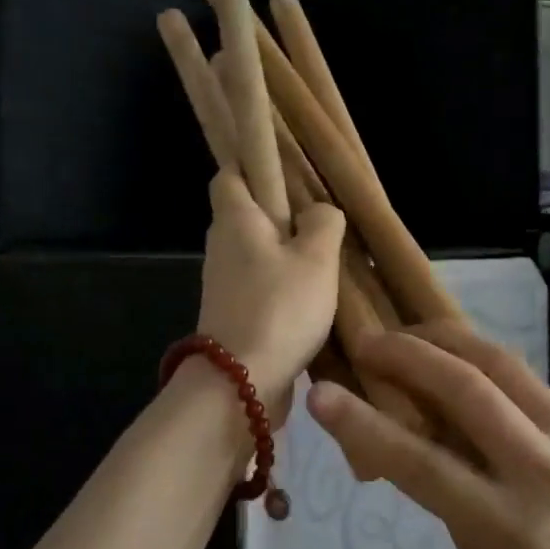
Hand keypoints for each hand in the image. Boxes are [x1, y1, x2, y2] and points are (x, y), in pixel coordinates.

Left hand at [195, 169, 345, 419]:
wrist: (240, 383)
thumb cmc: (279, 308)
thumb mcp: (315, 258)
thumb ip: (323, 223)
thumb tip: (319, 212)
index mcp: (235, 220)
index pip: (228, 175)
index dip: (251, 165)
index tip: (285, 170)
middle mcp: (222, 246)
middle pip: (246, 214)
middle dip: (280, 214)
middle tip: (321, 220)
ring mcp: (225, 284)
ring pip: (257, 253)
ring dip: (286, 254)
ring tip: (327, 261)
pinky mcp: (234, 315)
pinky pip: (261, 286)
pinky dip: (283, 286)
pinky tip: (315, 299)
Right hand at [306, 318, 549, 548]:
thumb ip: (447, 489)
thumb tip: (410, 428)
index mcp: (510, 526)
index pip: (423, 463)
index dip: (365, 424)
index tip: (322, 392)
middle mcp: (546, 470)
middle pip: (466, 388)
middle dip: (407, 353)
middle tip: (370, 339)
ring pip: (501, 362)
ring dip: (445, 341)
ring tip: (411, 334)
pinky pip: (532, 381)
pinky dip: (491, 372)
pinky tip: (477, 377)